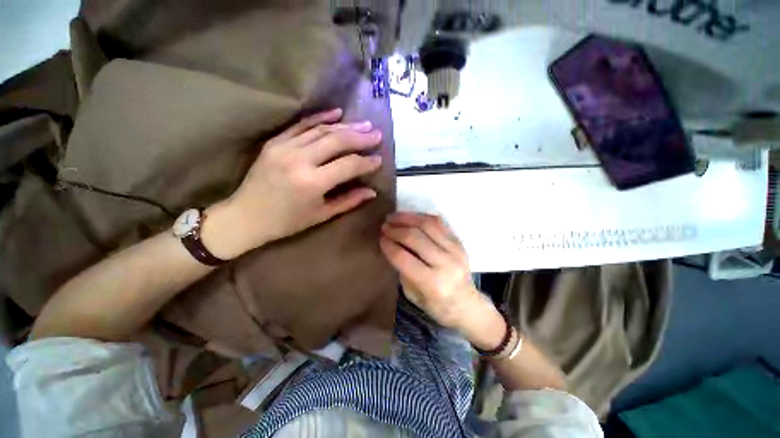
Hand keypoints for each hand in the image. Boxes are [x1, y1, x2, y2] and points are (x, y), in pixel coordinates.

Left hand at [203, 108, 382, 258]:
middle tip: (377, 134)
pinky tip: (337, 112)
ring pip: (322, 130)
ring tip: (364, 125)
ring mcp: (285, 147)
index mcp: (312, 182)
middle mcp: (299, 160)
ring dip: (346, 126)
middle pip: (337, 141)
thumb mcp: (321, 215)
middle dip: (360, 137)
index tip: (379, 160)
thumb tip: (372, 192)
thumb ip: (349, 201)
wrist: (245, 216)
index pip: (348, 165)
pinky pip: (301, 125)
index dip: (366, 162)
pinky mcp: (275, 142)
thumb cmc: (287, 221)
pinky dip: (320, 117)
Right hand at [379, 212, 484, 329]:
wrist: (468, 305)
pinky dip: (422, 217)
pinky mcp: (459, 242)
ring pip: (428, 225)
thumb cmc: (437, 306)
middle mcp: (446, 264)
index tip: (380, 238)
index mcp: (432, 284)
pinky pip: (439, 223)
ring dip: (408, 218)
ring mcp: (455, 250)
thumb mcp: (413, 295)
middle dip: (396, 229)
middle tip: (385, 225)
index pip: (403, 258)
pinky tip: (411, 217)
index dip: (388, 245)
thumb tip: (392, 245)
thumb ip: (403, 270)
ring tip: (395, 217)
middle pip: (415, 238)